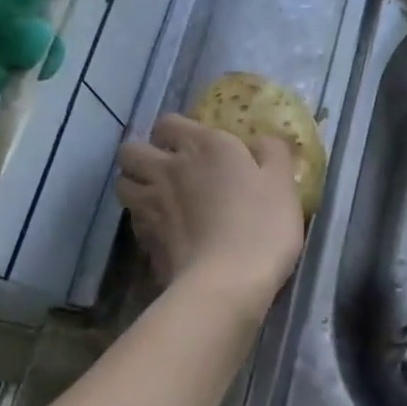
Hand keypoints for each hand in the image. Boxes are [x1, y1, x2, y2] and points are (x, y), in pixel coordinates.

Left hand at [116, 115, 304, 309]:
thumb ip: (273, 152)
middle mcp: (168, 168)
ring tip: (158, 197)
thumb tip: (262, 140)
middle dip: (144, 154)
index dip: (177, 131)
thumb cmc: (261, 225)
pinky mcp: (144, 239)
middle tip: (167, 168)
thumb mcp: (283, 183)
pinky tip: (165, 229)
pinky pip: (133, 218)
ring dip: (136, 184)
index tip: (196, 145)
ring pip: (123, 183)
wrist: (227, 283)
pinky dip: (143, 219)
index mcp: (204, 146)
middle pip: (131, 150)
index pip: (169, 123)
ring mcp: (150, 205)